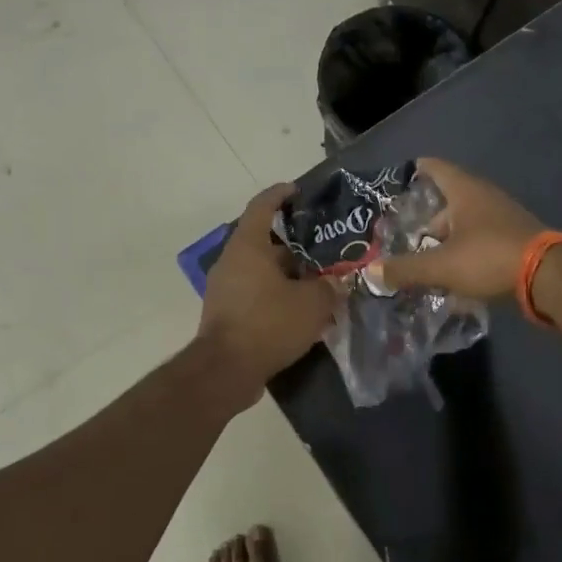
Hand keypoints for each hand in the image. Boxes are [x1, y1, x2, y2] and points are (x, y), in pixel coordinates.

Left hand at [196, 185, 336, 389]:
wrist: (226, 370)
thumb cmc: (268, 323)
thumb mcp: (312, 303)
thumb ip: (329, 288)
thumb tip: (335, 283)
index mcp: (248, 246)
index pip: (262, 206)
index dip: (280, 194)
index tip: (297, 190)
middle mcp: (232, 261)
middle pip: (265, 242)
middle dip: (295, 246)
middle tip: (324, 250)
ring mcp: (225, 288)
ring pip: (262, 271)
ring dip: (288, 275)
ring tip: (319, 283)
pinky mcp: (226, 313)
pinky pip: (256, 294)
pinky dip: (277, 296)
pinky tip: (301, 311)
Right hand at [373, 157, 544, 299]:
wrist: (551, 278)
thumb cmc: (490, 258)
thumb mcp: (441, 266)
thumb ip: (405, 269)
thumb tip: (369, 272)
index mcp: (465, 190)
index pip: (435, 167)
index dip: (414, 171)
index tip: (396, 181)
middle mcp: (484, 196)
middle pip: (447, 200)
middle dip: (425, 218)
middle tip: (402, 234)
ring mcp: (503, 217)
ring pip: (465, 223)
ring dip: (445, 239)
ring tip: (423, 259)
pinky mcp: (515, 239)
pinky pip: (481, 240)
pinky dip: (464, 252)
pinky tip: (453, 274)